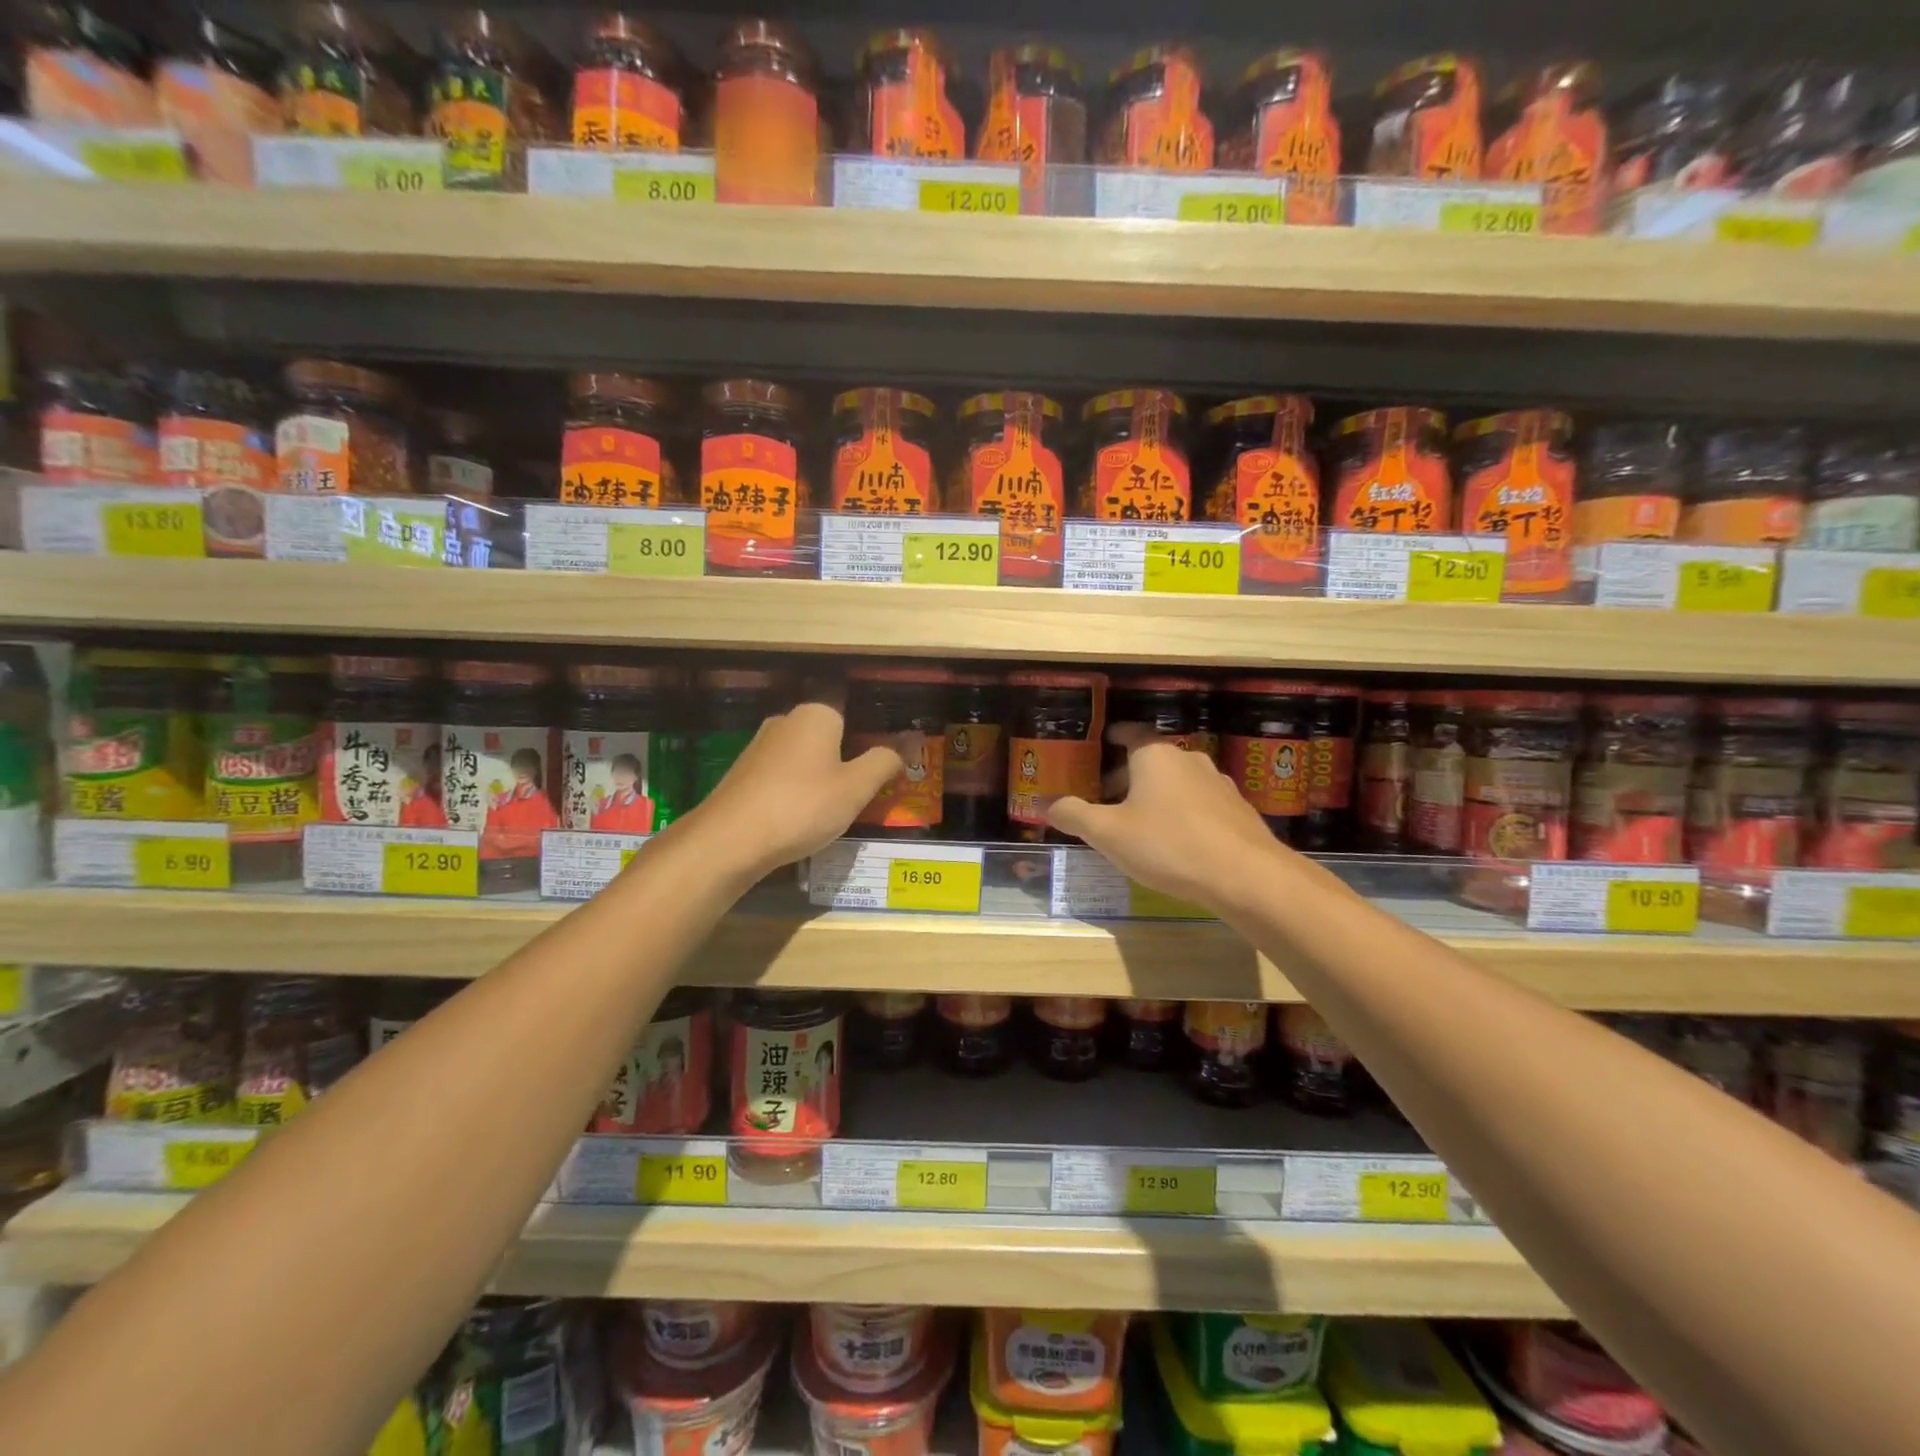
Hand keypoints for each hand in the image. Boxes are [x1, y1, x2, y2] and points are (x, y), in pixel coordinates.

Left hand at [675, 695, 906, 883]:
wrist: (730, 840)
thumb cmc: (802, 806)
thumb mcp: (856, 788)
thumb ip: (882, 763)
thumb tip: (898, 750)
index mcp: (816, 715)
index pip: (853, 720)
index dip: (867, 748)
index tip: (876, 778)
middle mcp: (785, 721)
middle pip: (827, 740)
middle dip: (843, 765)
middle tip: (858, 799)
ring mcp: (759, 747)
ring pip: (803, 760)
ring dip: (817, 782)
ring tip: (828, 815)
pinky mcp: (742, 773)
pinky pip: (781, 778)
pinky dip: (793, 795)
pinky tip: (797, 821)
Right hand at [1046, 724, 1284, 911]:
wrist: (1246, 876)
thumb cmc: (1167, 845)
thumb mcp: (1108, 833)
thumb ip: (1073, 815)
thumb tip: (1040, 802)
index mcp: (1155, 756)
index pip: (1131, 733)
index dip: (1114, 736)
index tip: (1101, 742)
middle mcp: (1188, 760)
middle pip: (1152, 760)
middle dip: (1127, 776)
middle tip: (1106, 798)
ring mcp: (1218, 784)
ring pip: (1177, 782)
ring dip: (1155, 796)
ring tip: (1137, 824)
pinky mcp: (1237, 811)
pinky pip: (1199, 804)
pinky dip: (1181, 813)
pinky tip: (1175, 842)